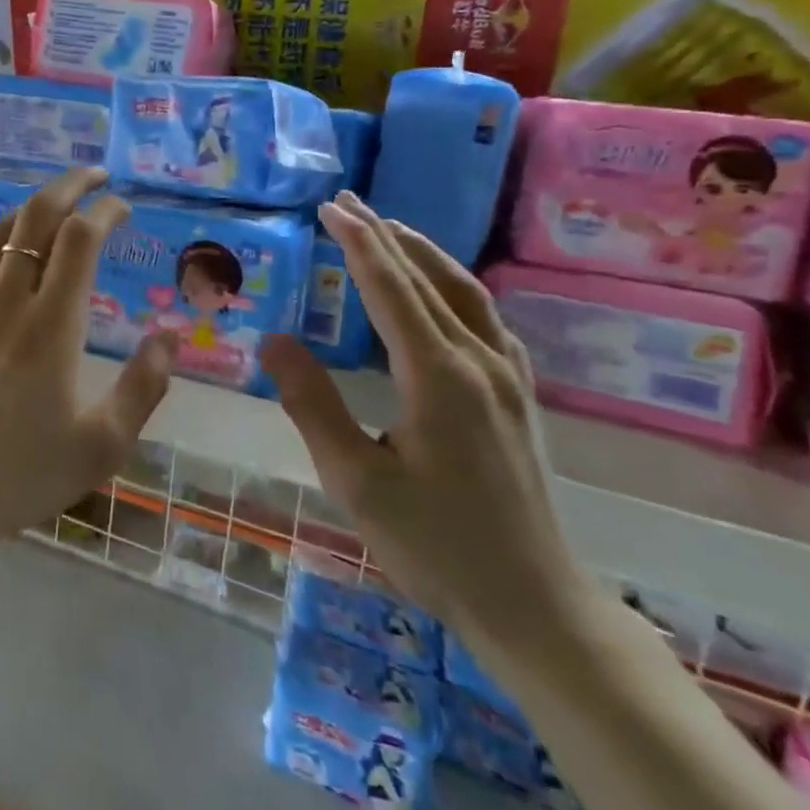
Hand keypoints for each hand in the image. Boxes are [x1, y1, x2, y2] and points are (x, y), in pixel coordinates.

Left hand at [0, 167, 177, 555]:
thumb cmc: (20, 474)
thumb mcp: (100, 446)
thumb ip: (142, 387)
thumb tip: (169, 335)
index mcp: (52, 325)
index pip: (81, 238)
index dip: (106, 211)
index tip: (124, 206)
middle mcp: (6, 299)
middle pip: (37, 216)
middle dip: (69, 185)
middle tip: (94, 176)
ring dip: (30, 210)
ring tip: (53, 209)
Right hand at [262, 192, 591, 654]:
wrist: (535, 606)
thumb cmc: (436, 546)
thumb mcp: (355, 481)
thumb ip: (313, 404)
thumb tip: (274, 340)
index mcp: (438, 376)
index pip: (390, 288)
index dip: (357, 243)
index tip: (329, 207)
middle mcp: (480, 362)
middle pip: (429, 279)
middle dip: (386, 236)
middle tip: (348, 203)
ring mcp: (508, 378)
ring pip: (466, 294)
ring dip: (423, 255)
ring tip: (389, 231)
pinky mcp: (518, 398)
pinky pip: (486, 320)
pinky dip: (454, 288)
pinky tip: (442, 295)